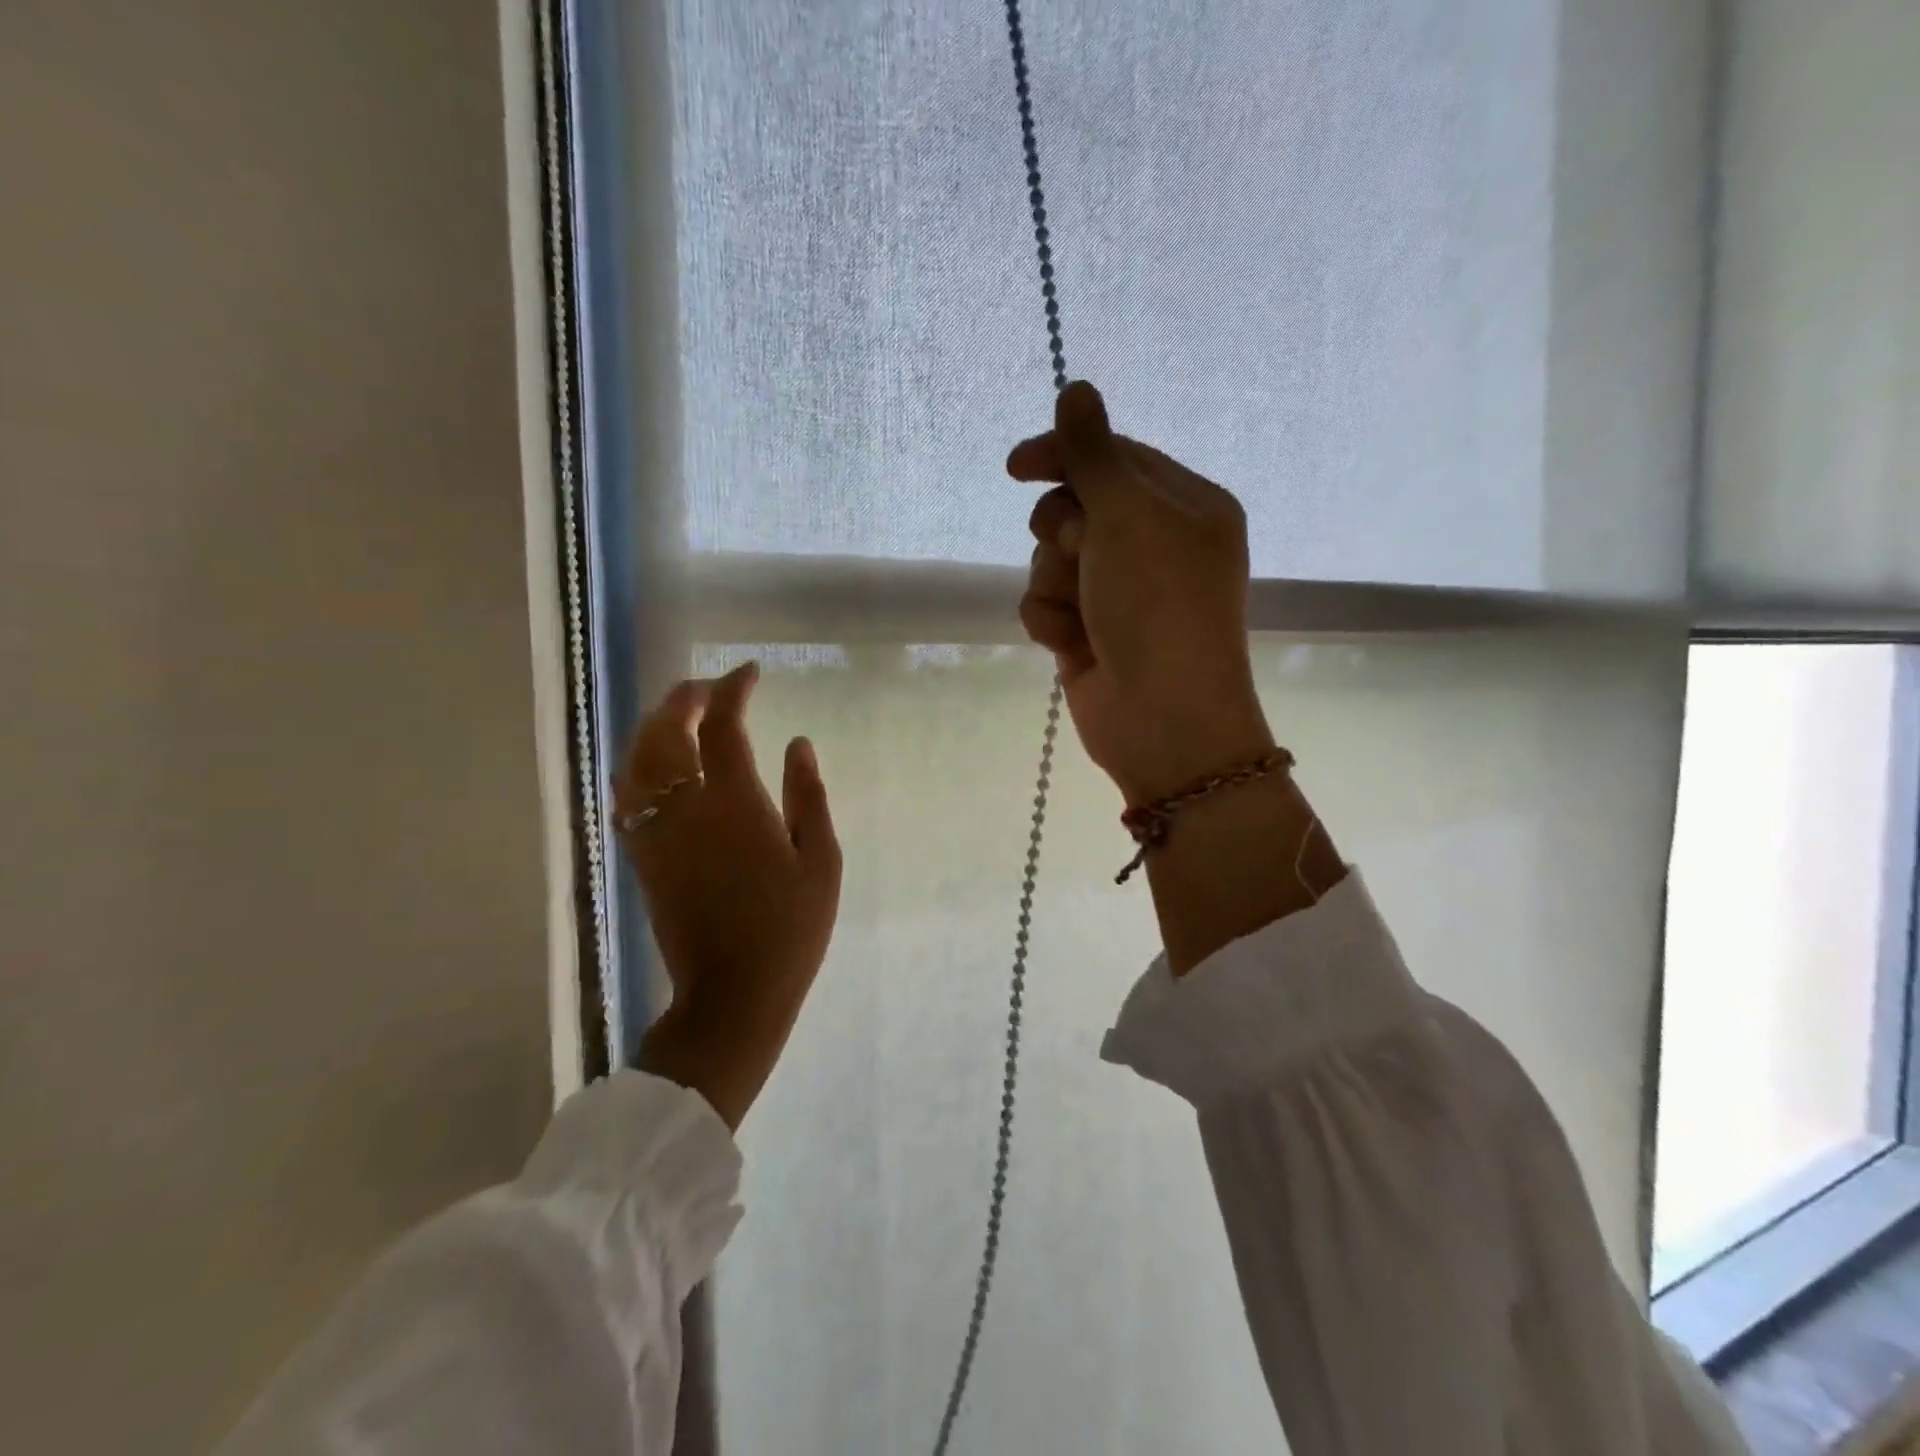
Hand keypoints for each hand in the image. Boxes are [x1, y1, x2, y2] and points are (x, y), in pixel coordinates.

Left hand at [614, 662, 841, 1129]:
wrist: (733, 994)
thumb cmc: (789, 928)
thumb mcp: (820, 862)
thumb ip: (809, 796)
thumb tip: (798, 744)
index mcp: (735, 804)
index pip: (722, 726)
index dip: (732, 690)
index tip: (749, 674)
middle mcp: (685, 809)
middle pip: (664, 733)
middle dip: (682, 699)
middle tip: (707, 688)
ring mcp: (656, 834)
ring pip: (635, 761)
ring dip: (653, 727)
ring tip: (678, 715)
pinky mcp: (642, 859)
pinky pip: (626, 797)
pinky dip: (637, 766)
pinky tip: (655, 766)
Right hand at [1011, 381, 1274, 804]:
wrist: (1161, 718)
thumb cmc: (1157, 605)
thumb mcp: (1128, 515)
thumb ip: (1094, 453)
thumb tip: (1077, 387)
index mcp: (1186, 506)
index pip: (1115, 458)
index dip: (1064, 456)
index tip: (1016, 466)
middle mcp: (1157, 545)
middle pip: (1077, 508)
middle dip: (1063, 532)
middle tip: (1078, 551)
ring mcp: (1122, 593)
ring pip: (1054, 559)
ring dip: (1055, 582)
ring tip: (1081, 613)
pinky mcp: (1093, 633)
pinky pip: (1049, 604)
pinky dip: (1052, 620)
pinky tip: (1072, 645)